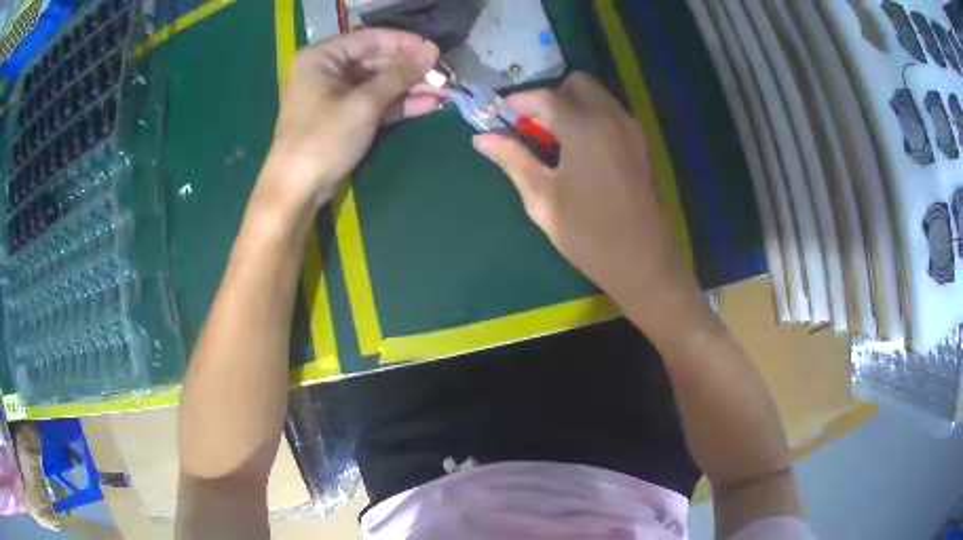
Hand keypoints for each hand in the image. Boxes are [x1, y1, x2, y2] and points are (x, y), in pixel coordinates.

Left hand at [256, 29, 440, 213]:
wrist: (298, 190)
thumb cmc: (323, 139)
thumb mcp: (363, 104)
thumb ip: (399, 75)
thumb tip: (432, 51)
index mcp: (321, 57)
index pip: (369, 39)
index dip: (403, 43)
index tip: (434, 49)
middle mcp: (327, 70)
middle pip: (375, 61)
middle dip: (410, 69)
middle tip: (444, 74)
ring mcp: (335, 95)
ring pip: (378, 83)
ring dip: (410, 88)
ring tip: (445, 91)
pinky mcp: (344, 117)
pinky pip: (374, 103)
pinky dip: (398, 104)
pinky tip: (428, 105)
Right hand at [474, 73, 709, 349]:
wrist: (643, 261)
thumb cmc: (588, 234)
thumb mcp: (542, 198)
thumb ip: (513, 159)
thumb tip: (481, 138)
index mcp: (584, 127)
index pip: (544, 97)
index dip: (517, 103)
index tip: (500, 116)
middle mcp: (611, 117)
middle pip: (577, 84)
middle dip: (550, 97)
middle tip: (533, 127)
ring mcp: (631, 129)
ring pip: (597, 96)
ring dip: (571, 105)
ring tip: (554, 140)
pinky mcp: (640, 143)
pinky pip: (611, 112)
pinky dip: (590, 116)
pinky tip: (579, 149)